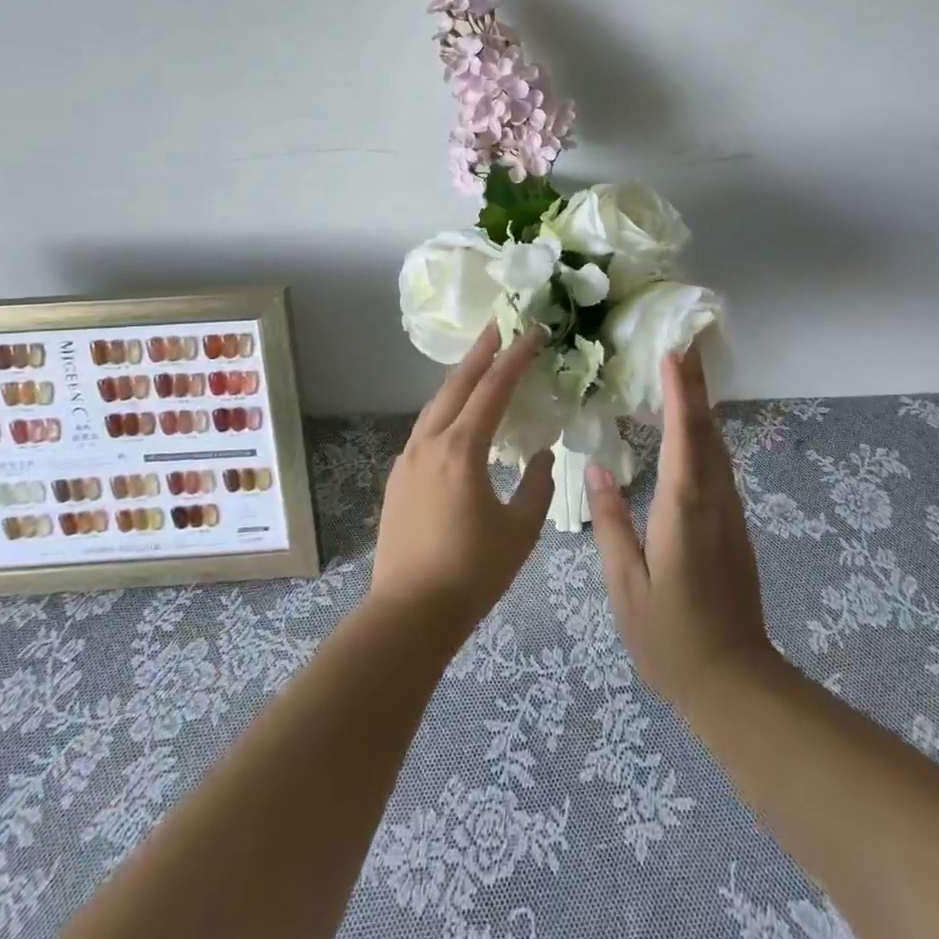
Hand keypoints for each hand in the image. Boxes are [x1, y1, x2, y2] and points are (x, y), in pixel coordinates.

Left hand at [369, 325, 554, 640]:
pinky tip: (457, 417)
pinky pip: (426, 427)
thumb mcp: (520, 530)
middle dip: (480, 352)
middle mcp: (429, 443)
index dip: (515, 357)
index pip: (493, 389)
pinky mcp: (398, 477)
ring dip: (460, 379)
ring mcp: (407, 458)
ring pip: (436, 404)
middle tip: (500, 326)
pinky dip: (446, 408)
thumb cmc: (472, 572)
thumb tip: (541, 454)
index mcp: (462, 450)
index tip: (532, 332)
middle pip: (457, 384)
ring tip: (481, 363)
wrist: (409, 613)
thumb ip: (537, 485)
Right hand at [587, 349, 777, 708]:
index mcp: (685, 509)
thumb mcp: (627, 584)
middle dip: (697, 386)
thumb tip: (596, 469)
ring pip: (718, 447)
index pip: (685, 436)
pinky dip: (705, 435)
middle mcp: (714, 501)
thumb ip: (613, 523)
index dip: (680, 392)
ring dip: (703, 407)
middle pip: (708, 431)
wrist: (734, 682)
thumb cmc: (670, 636)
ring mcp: (730, 513)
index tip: (673, 353)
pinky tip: (693, 430)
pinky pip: (719, 466)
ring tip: (685, 374)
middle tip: (683, 345)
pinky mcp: (734, 527)